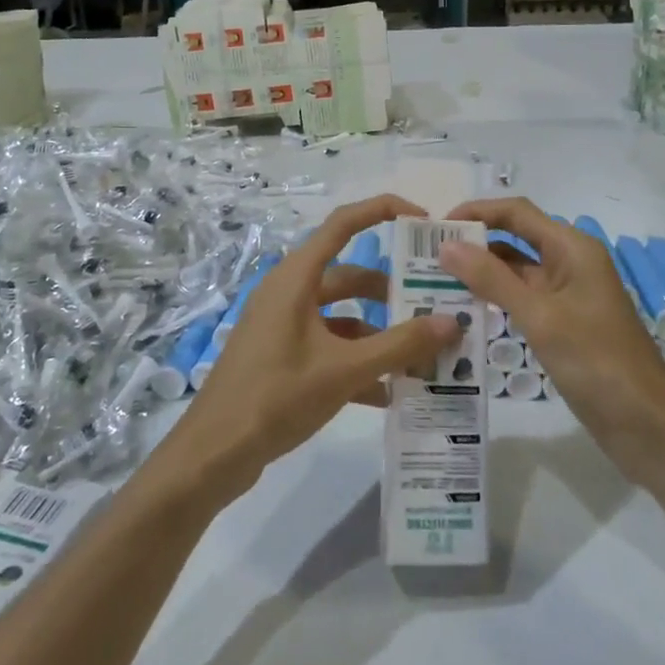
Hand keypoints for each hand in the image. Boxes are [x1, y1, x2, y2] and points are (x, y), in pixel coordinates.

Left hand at [163, 195, 464, 496]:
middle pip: (349, 276)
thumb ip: (400, 346)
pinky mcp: (281, 356)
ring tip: (420, 356)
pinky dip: (357, 362)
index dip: (382, 211)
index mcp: (296, 278)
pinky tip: (387, 394)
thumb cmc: (276, 397)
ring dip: (378, 334)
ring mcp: (283, 325)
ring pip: (342, 316)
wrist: (213, 453)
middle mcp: (289, 292)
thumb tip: (452, 321)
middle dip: (391, 292)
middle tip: (434, 307)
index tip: (422, 220)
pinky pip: (328, 346)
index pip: (343, 224)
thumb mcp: (344, 371)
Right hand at [439, 197, 664, 441]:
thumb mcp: (539, 316)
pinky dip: (494, 299)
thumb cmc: (596, 361)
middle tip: (425, 257)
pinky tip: (464, 310)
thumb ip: (491, 278)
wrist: (646, 424)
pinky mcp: (562, 323)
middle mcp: (568, 263)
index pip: (516, 213)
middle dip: (473, 243)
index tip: (435, 228)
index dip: (476, 212)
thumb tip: (446, 245)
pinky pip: (522, 299)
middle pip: (514, 238)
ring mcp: (566, 294)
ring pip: (515, 271)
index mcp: (571, 248)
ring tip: (434, 282)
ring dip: (480, 273)